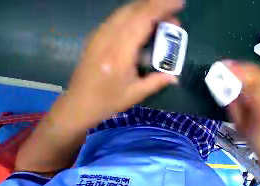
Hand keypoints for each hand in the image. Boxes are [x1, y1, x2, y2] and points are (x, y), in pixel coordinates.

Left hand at [63, 0, 182, 128]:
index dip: (161, 8)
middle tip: (174, 16)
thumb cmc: (109, 101)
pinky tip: (144, 25)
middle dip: (156, 6)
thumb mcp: (136, 94)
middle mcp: (107, 37)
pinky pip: (118, 19)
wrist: (81, 103)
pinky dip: (135, 17)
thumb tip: (174, 78)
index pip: (142, 19)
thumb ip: (156, 82)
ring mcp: (100, 35)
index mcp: (119, 52)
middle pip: (133, 10)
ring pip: (125, 11)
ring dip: (146, 11)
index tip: (178, 3)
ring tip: (163, 21)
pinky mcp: (97, 37)